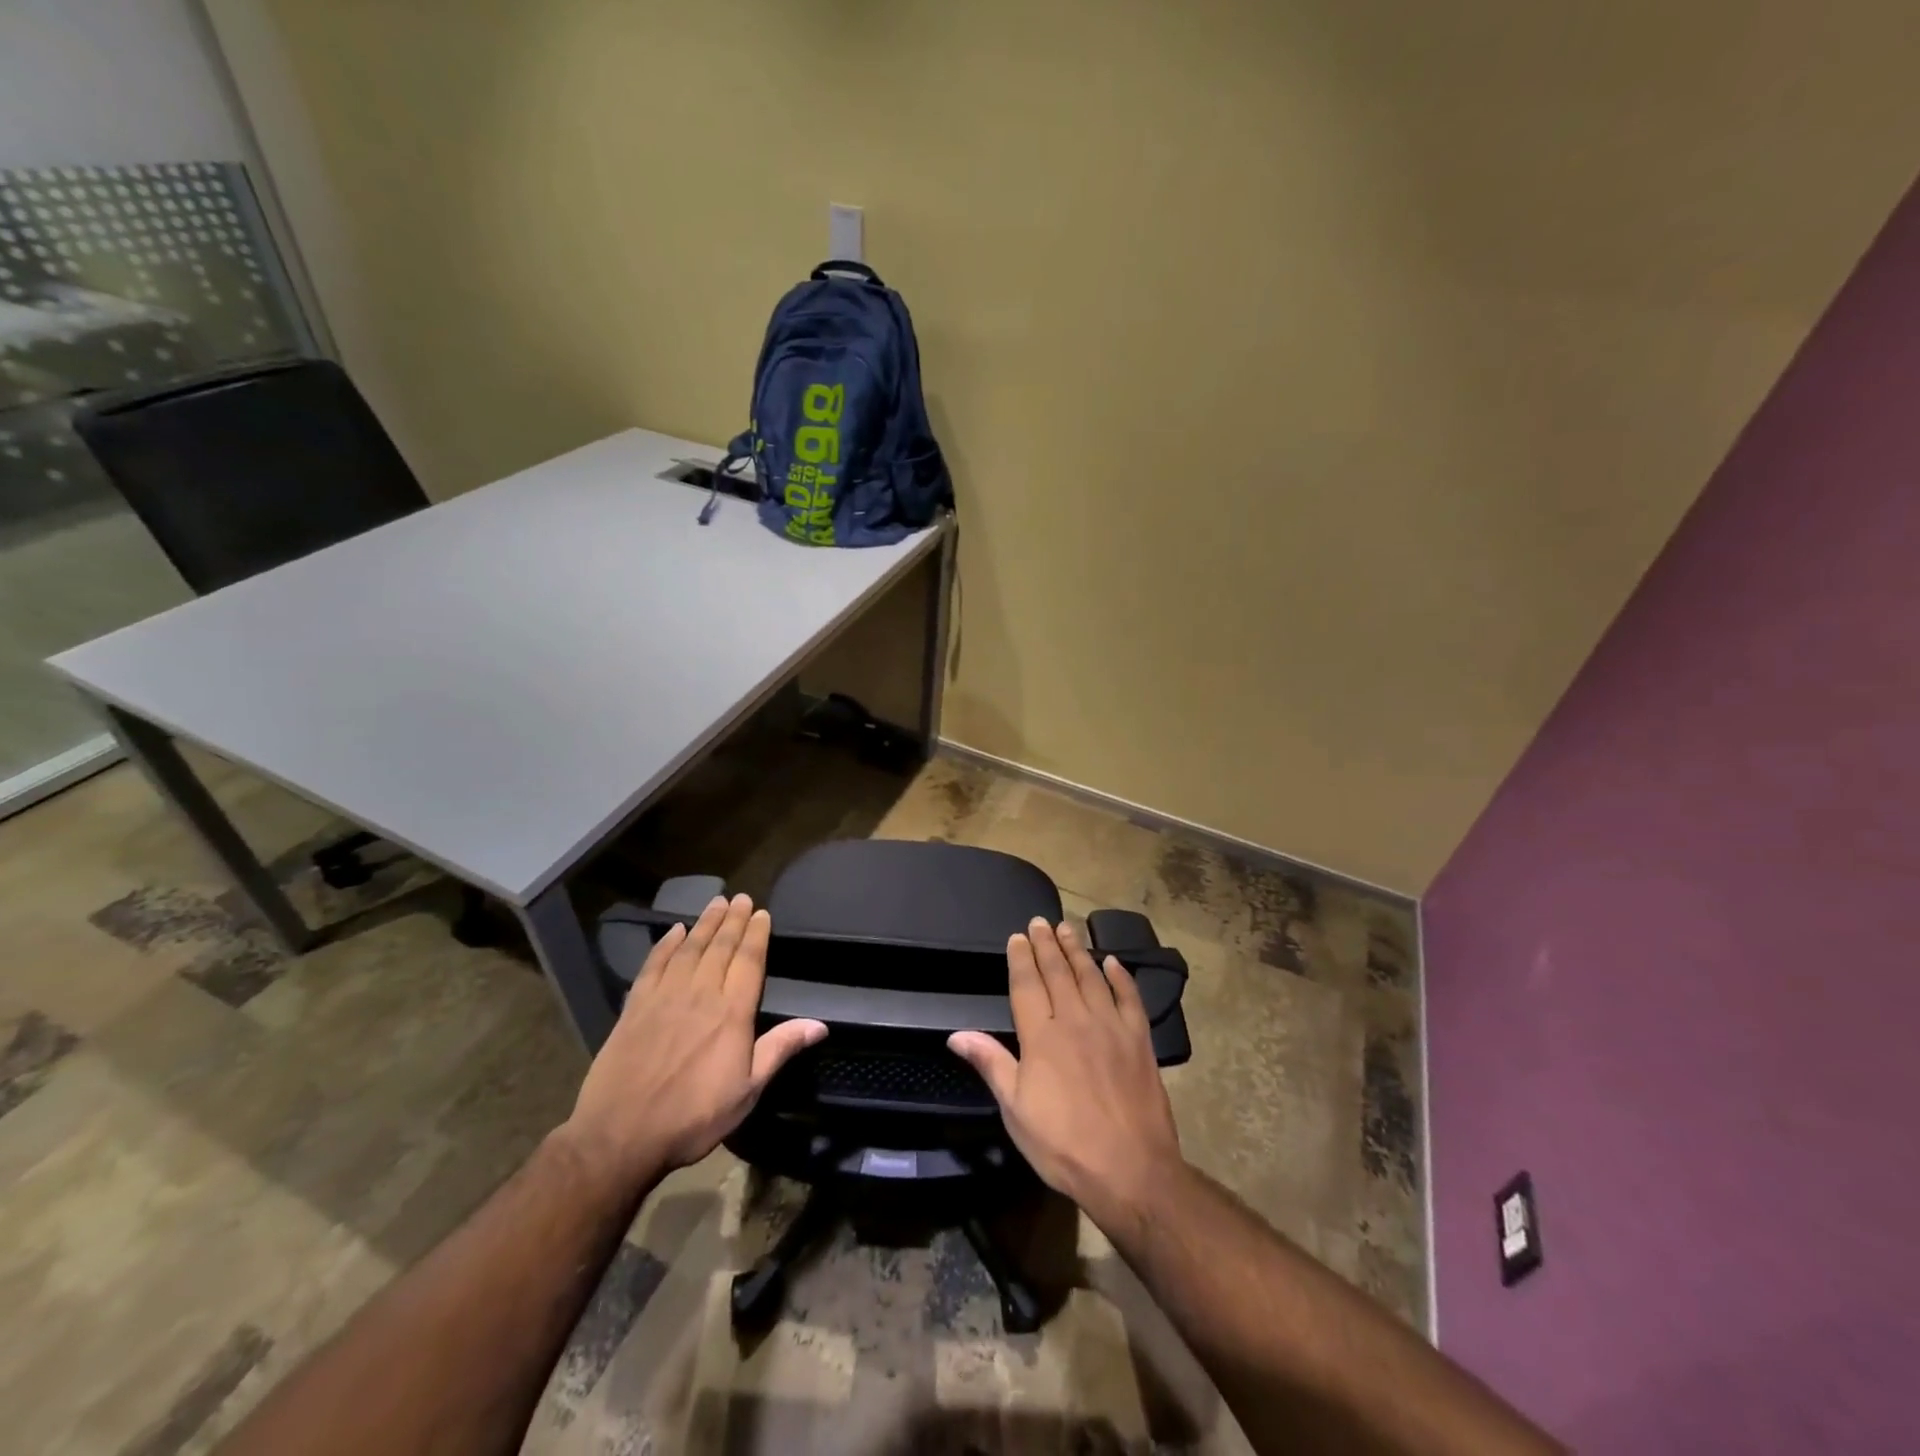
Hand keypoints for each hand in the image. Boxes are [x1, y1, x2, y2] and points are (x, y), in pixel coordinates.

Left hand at [562, 894, 825, 1186]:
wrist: (620, 1136)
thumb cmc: (692, 1117)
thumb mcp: (747, 1091)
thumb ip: (780, 1049)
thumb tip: (820, 1024)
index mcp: (732, 1013)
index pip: (749, 962)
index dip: (757, 935)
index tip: (762, 913)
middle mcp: (701, 994)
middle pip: (721, 948)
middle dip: (734, 920)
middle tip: (741, 898)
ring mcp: (665, 997)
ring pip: (690, 949)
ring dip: (705, 924)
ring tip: (716, 903)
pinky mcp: (635, 1007)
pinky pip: (654, 965)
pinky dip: (665, 945)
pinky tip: (674, 931)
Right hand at [949, 918, 1182, 1233]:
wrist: (1130, 1169)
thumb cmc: (1063, 1144)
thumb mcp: (1015, 1110)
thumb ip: (990, 1064)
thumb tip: (956, 1034)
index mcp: (1042, 1037)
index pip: (1027, 985)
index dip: (1021, 958)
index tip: (1018, 936)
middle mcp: (1075, 1020)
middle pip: (1058, 973)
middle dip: (1047, 945)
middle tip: (1041, 922)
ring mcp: (1111, 1027)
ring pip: (1091, 977)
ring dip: (1078, 951)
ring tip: (1068, 930)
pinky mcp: (1139, 1040)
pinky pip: (1130, 997)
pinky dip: (1121, 977)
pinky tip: (1113, 962)